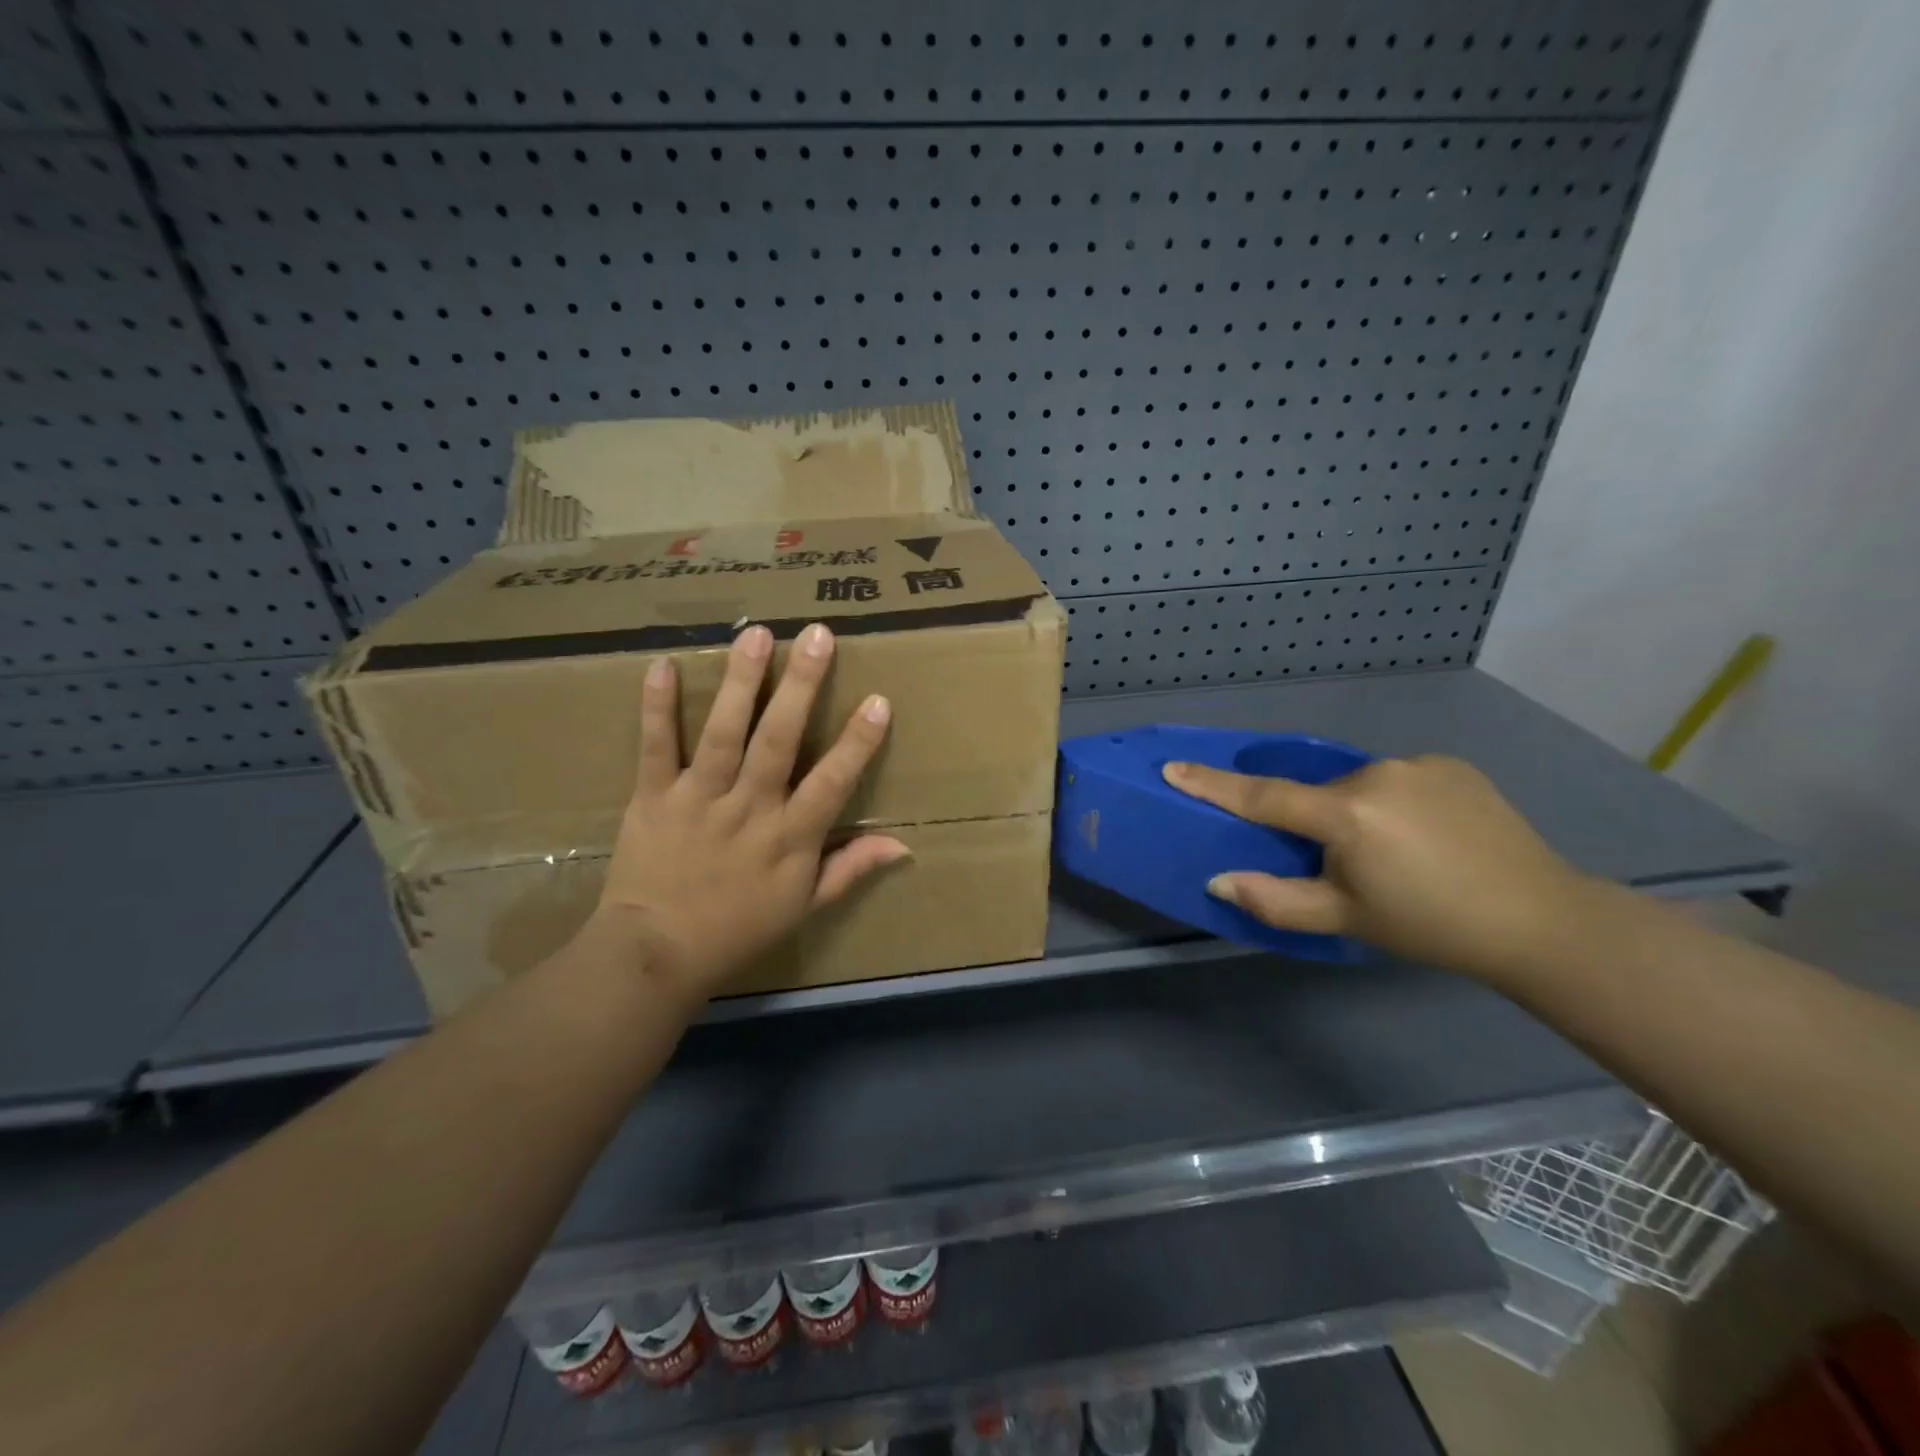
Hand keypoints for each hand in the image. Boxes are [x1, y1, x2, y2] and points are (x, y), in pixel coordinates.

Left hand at [590, 623, 907, 1001]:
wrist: (656, 954)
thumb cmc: (739, 929)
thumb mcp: (805, 906)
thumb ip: (851, 868)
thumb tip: (903, 845)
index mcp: (789, 837)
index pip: (832, 782)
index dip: (858, 743)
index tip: (878, 700)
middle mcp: (749, 809)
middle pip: (778, 741)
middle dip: (801, 687)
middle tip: (817, 637)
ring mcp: (699, 799)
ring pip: (724, 733)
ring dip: (741, 682)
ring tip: (756, 634)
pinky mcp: (653, 797)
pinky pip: (655, 747)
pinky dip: (657, 707)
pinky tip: (663, 664)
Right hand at [1162, 754, 1591, 979]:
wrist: (1540, 920)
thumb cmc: (1430, 926)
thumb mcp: (1345, 919)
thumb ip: (1275, 900)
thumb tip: (1218, 879)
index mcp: (1348, 814)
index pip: (1263, 797)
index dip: (1213, 785)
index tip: (1173, 768)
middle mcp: (1377, 774)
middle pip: (1317, 794)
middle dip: (1315, 823)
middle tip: (1344, 866)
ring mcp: (1418, 764)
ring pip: (1358, 786)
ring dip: (1356, 812)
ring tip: (1396, 855)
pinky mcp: (1451, 764)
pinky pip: (1397, 780)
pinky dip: (1393, 803)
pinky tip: (1427, 837)